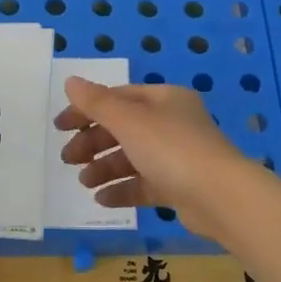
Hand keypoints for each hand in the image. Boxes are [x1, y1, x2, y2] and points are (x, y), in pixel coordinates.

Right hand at [54, 78, 250, 238]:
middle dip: (93, 143)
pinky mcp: (179, 186)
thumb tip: (71, 81)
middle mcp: (172, 123)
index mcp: (164, 99)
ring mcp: (177, 156)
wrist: (220, 196)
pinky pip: (144, 184)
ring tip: (84, 182)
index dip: (87, 110)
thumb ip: (96, 102)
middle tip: (67, 159)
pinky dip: (122, 189)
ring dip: (104, 168)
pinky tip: (101, 200)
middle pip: (123, 128)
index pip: (118, 98)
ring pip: (132, 158)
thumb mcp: (128, 120)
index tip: (60, 127)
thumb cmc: (171, 148)